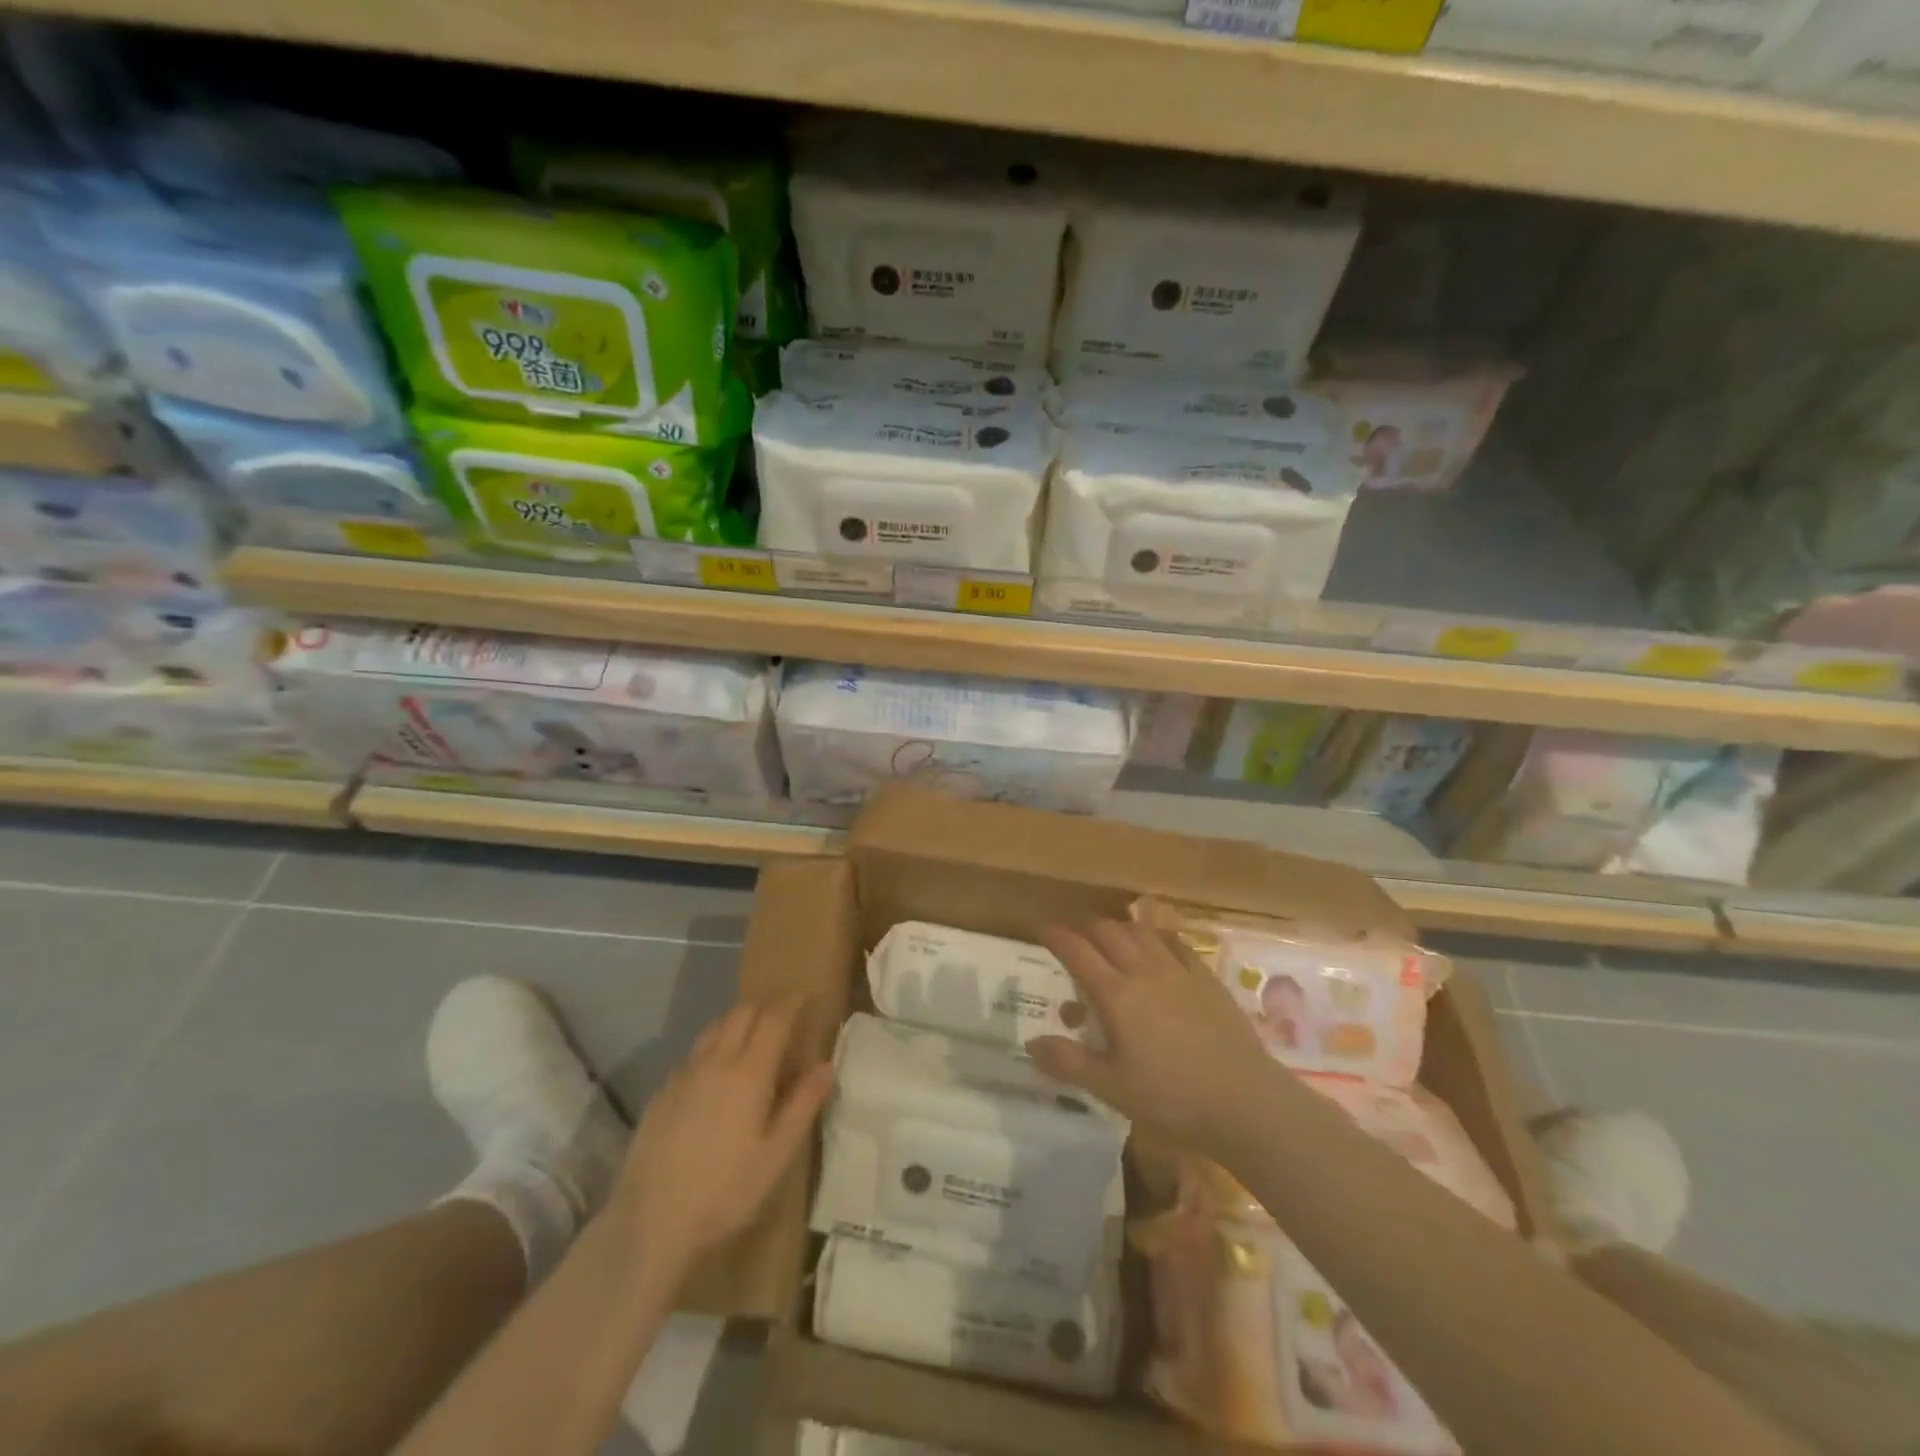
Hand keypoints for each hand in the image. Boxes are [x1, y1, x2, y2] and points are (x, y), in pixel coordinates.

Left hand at [612, 994, 833, 1271]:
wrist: (650, 1224)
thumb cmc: (726, 1191)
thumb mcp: (778, 1154)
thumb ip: (803, 1103)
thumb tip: (826, 1065)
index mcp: (749, 1072)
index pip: (774, 1017)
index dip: (792, 1001)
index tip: (806, 995)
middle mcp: (715, 1061)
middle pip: (742, 1013)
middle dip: (765, 1006)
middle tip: (783, 1015)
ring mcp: (683, 1075)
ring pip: (714, 1028)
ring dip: (737, 1021)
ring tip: (752, 1037)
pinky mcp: (662, 1093)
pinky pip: (693, 1053)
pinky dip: (713, 1047)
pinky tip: (716, 1073)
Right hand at [1028, 921, 1278, 1155]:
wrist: (1244, 1100)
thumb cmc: (1170, 1097)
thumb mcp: (1110, 1087)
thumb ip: (1068, 1062)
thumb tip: (1031, 1043)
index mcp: (1116, 994)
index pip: (1077, 951)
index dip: (1056, 936)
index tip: (1041, 929)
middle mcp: (1143, 971)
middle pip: (1108, 932)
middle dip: (1086, 928)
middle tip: (1075, 938)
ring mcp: (1179, 972)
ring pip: (1142, 932)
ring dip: (1120, 928)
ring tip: (1112, 938)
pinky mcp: (1207, 979)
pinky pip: (1177, 944)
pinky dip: (1159, 937)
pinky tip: (1158, 946)